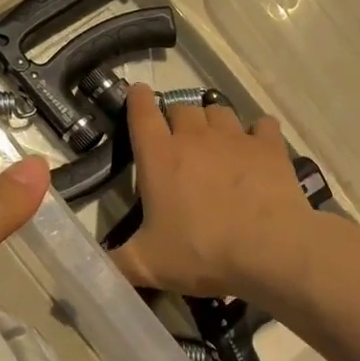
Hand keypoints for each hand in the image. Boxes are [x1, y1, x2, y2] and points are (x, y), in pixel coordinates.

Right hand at [108, 83, 313, 298]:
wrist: (269, 251)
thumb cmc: (201, 253)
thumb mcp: (147, 266)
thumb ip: (114, 263)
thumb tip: (89, 267)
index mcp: (159, 157)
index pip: (142, 113)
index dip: (138, 99)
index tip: (138, 93)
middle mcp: (195, 137)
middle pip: (182, 108)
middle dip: (176, 119)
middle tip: (178, 143)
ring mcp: (235, 138)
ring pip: (219, 111)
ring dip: (212, 122)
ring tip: (215, 143)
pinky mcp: (269, 146)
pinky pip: (261, 125)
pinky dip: (257, 133)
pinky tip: (256, 149)